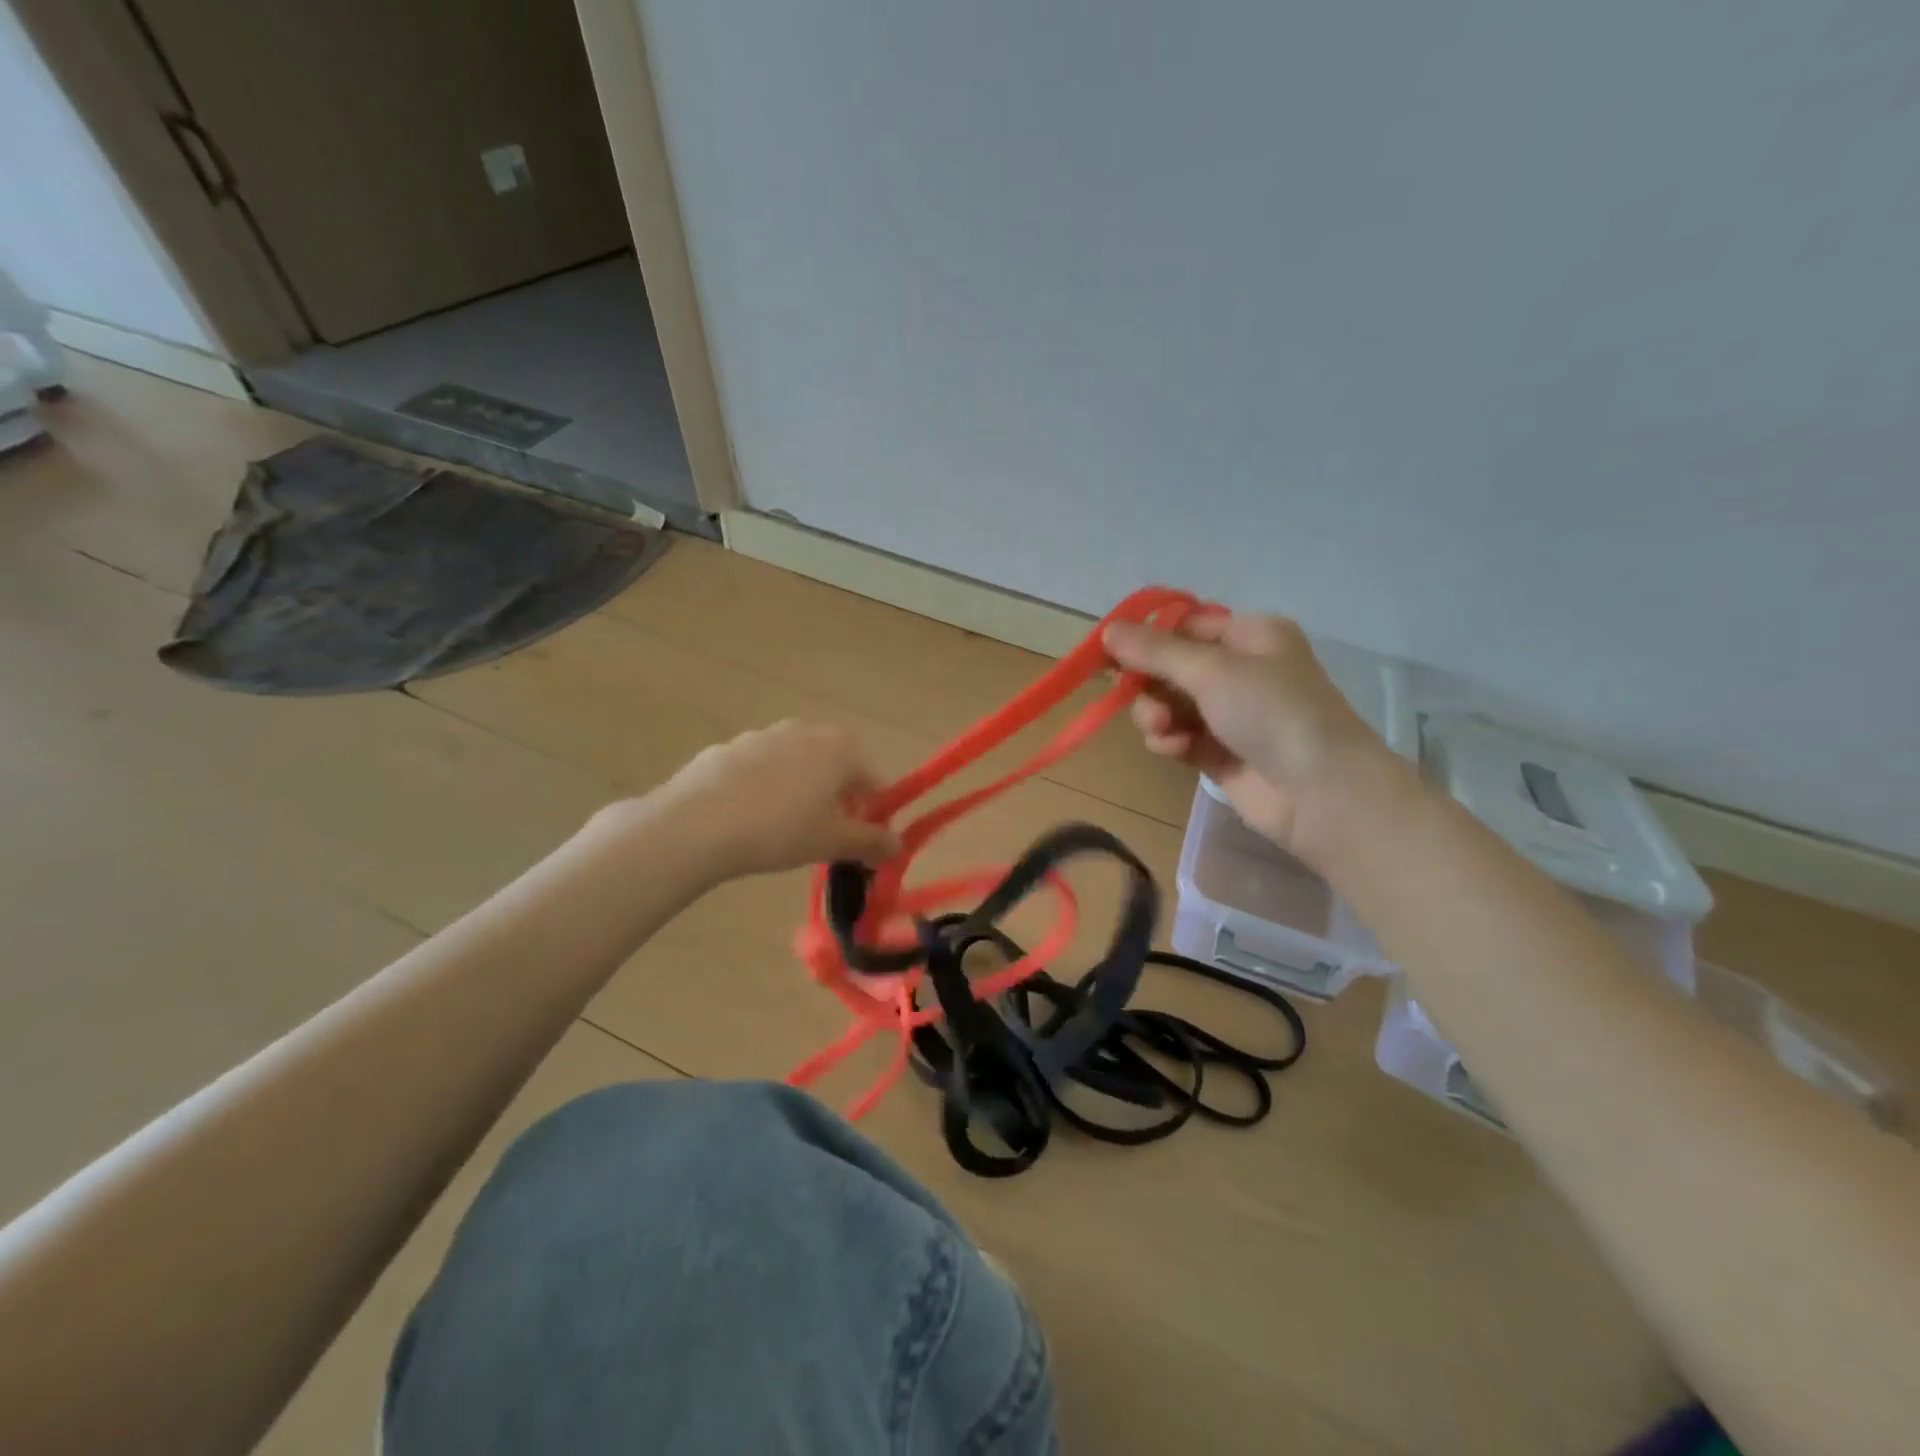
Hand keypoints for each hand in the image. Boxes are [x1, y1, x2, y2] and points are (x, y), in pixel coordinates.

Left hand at [652, 720, 900, 879]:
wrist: (697, 823)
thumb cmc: (781, 829)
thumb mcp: (833, 841)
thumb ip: (871, 842)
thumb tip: (898, 846)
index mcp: (840, 747)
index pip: (872, 780)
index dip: (872, 813)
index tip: (859, 843)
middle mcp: (805, 730)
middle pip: (834, 767)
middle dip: (836, 800)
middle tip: (822, 836)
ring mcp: (762, 735)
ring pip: (795, 766)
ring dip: (799, 792)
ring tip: (781, 831)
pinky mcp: (727, 748)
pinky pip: (759, 770)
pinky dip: (762, 790)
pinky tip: (746, 820)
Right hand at [1103, 613, 1399, 860]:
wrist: (1322, 793)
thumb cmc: (1273, 713)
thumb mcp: (1212, 670)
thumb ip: (1155, 651)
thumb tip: (1107, 631)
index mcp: (1250, 636)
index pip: (1184, 626)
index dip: (1146, 639)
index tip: (1108, 654)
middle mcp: (1241, 671)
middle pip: (1171, 668)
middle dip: (1149, 684)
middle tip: (1132, 697)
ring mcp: (1231, 715)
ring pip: (1170, 705)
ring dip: (1156, 716)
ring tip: (1162, 730)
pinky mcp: (1221, 754)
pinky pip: (1180, 738)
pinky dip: (1171, 742)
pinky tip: (1175, 750)